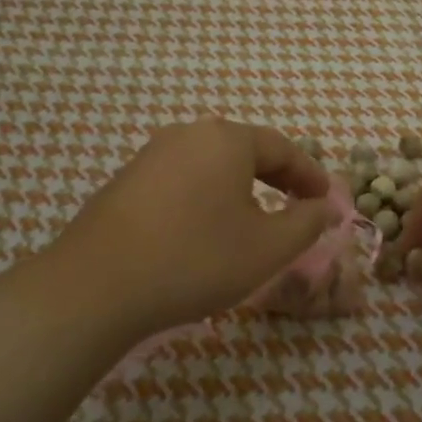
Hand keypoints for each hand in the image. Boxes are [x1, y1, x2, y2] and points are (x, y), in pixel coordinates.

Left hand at [31, 118, 336, 342]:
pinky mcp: (126, 181)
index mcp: (227, 139)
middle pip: (245, 149)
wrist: (96, 287)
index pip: (283, 148)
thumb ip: (306, 222)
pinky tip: (204, 228)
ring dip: (240, 187)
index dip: (310, 174)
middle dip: (276, 177)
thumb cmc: (195, 260)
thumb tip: (325, 207)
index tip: (326, 199)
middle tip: (296, 205)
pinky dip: (206, 196)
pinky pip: (182, 180)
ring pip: (211, 164)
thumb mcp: (267, 248)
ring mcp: (151, 155)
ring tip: (253, 218)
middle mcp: (188, 135)